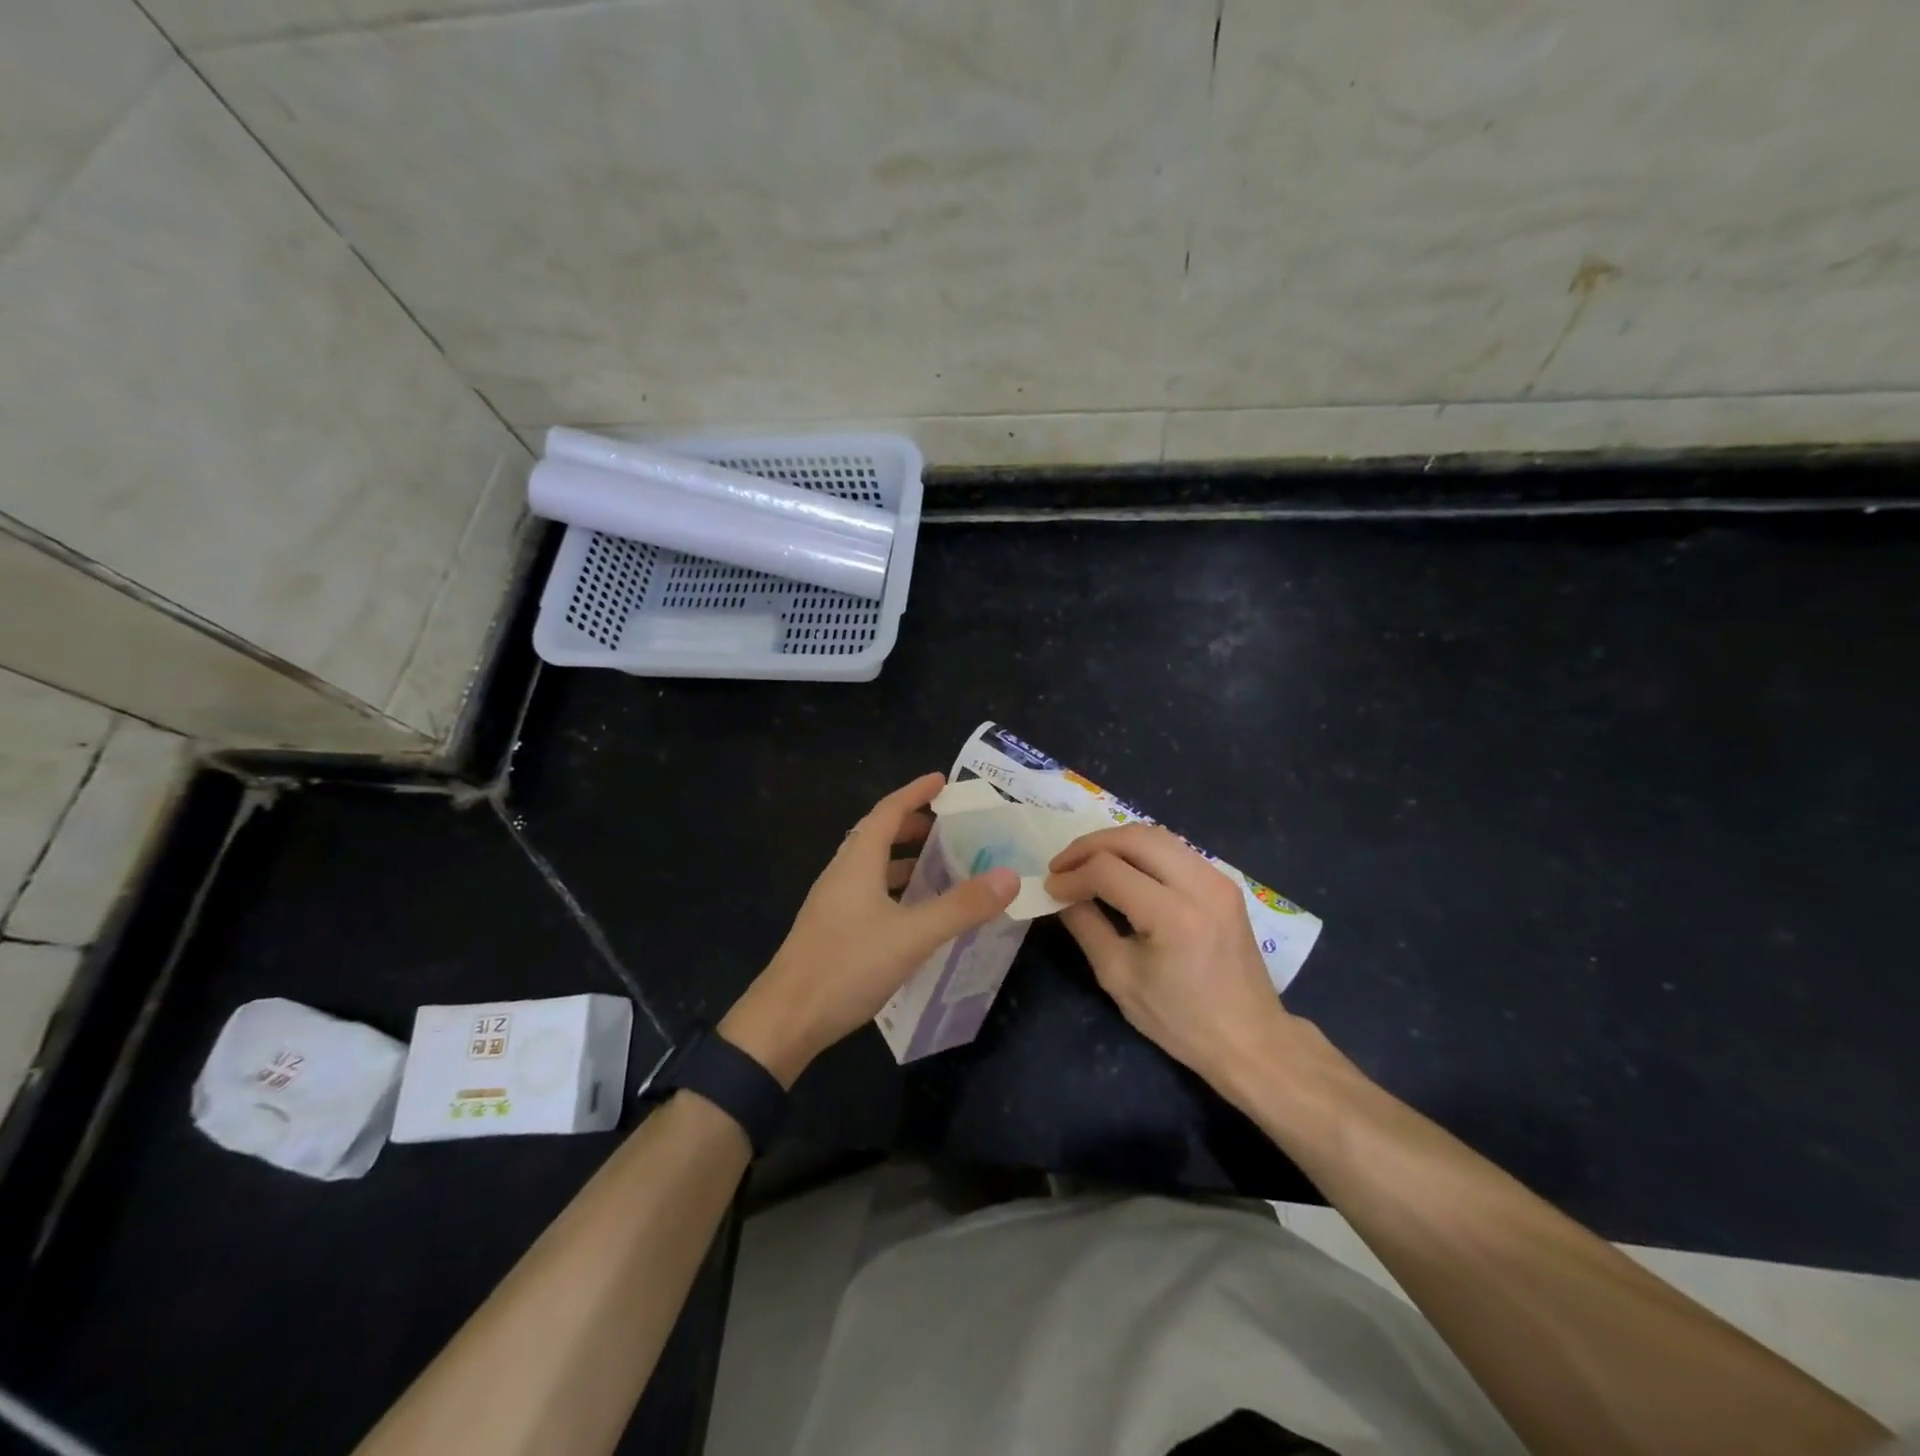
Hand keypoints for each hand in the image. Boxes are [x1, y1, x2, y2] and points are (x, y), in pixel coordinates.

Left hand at [721, 773, 1018, 1084]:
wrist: (785, 1021)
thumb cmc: (847, 966)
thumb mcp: (912, 936)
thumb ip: (961, 906)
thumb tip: (1009, 876)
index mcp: (857, 862)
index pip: (887, 811)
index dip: (915, 792)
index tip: (942, 781)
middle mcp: (841, 874)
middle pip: (877, 834)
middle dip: (912, 824)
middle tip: (950, 827)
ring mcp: (833, 903)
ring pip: (872, 866)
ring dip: (904, 858)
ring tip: (940, 865)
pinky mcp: (832, 929)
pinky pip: (869, 892)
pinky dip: (895, 888)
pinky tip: (914, 913)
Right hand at [1045, 824, 1305, 1093]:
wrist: (1251, 1040)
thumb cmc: (1181, 1020)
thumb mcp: (1120, 978)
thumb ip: (1086, 926)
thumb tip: (1061, 894)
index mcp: (1174, 916)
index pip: (1109, 871)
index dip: (1072, 875)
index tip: (1050, 888)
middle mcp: (1200, 886)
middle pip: (1133, 838)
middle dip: (1089, 846)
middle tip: (1062, 865)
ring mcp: (1217, 880)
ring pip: (1155, 835)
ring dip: (1114, 842)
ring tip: (1086, 863)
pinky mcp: (1223, 884)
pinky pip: (1174, 849)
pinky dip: (1140, 850)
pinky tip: (1121, 869)